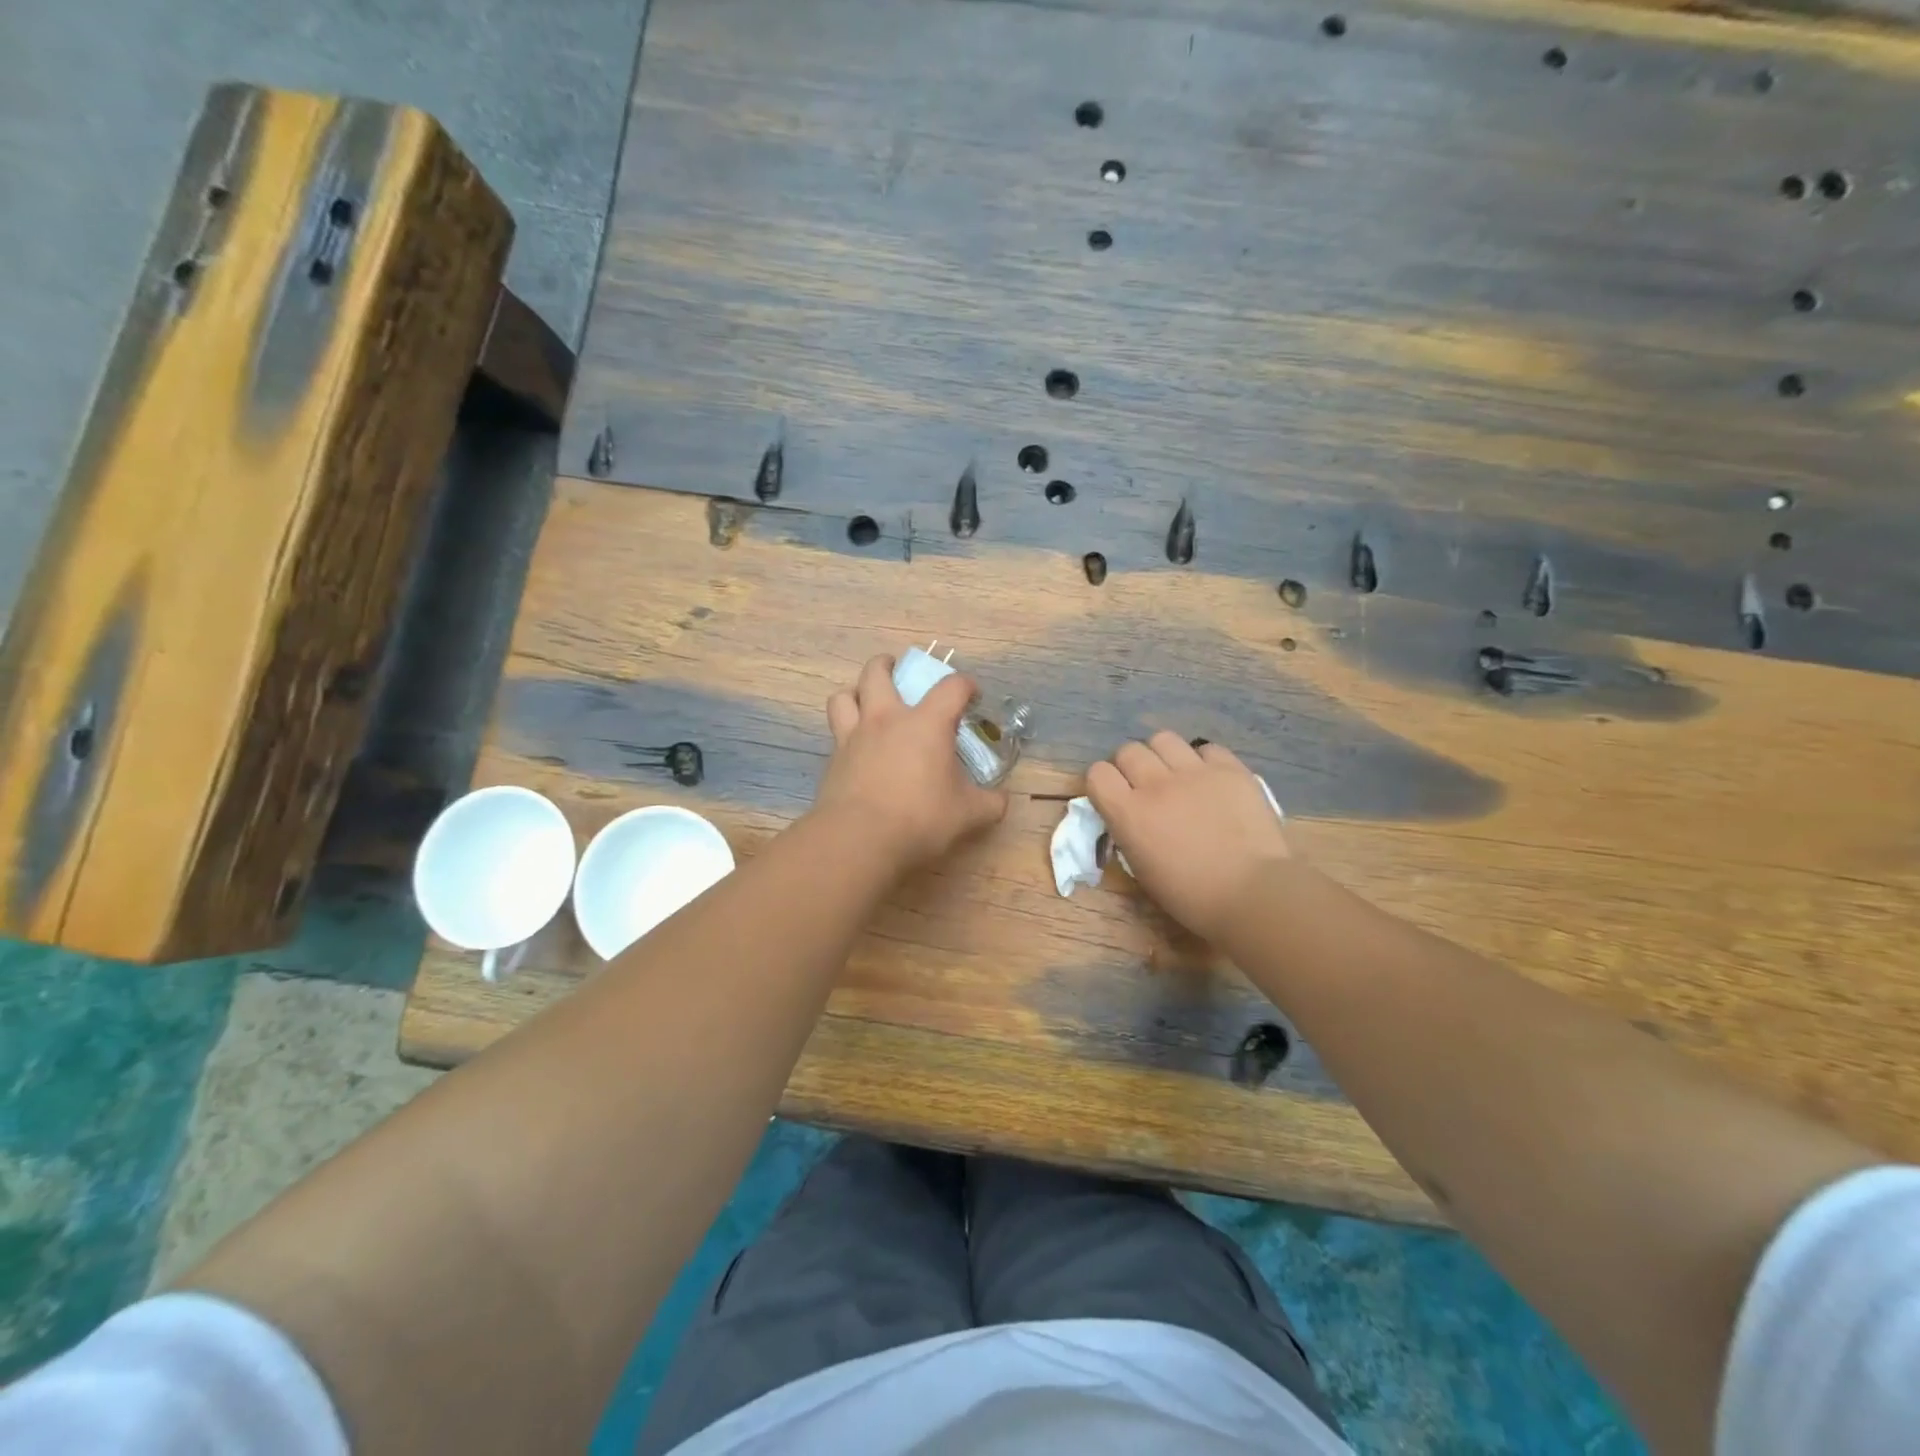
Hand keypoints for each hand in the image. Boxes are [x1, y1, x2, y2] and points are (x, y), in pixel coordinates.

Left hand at [816, 655, 1009, 869]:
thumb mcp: (967, 814)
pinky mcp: (833, 760)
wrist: (859, 839)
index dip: (965, 686)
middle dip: (888, 664)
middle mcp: (887, 719)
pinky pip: (836, 732)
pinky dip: (845, 731)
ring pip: (844, 696)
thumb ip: (990, 803)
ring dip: (855, 691)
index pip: (951, 687)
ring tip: (865, 700)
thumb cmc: (920, 818)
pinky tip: (856, 748)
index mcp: (926, 723)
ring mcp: (854, 737)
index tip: (971, 696)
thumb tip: (1002, 800)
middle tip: (897, 670)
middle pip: (877, 672)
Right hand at [1087, 731, 1288, 943]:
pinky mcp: (1229, 769)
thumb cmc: (1192, 896)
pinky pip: (1206, 748)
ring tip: (1176, 774)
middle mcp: (1156, 784)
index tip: (1114, 796)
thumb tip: (1130, 815)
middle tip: (1146, 787)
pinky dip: (1203, 761)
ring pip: (1163, 739)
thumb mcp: (1142, 869)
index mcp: (1129, 814)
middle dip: (1131, 766)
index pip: (1098, 774)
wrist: (1253, 893)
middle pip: (1128, 751)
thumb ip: (1129, 832)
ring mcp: (1194, 772)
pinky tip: (1211, 780)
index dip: (1103, 783)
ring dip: (1163, 755)